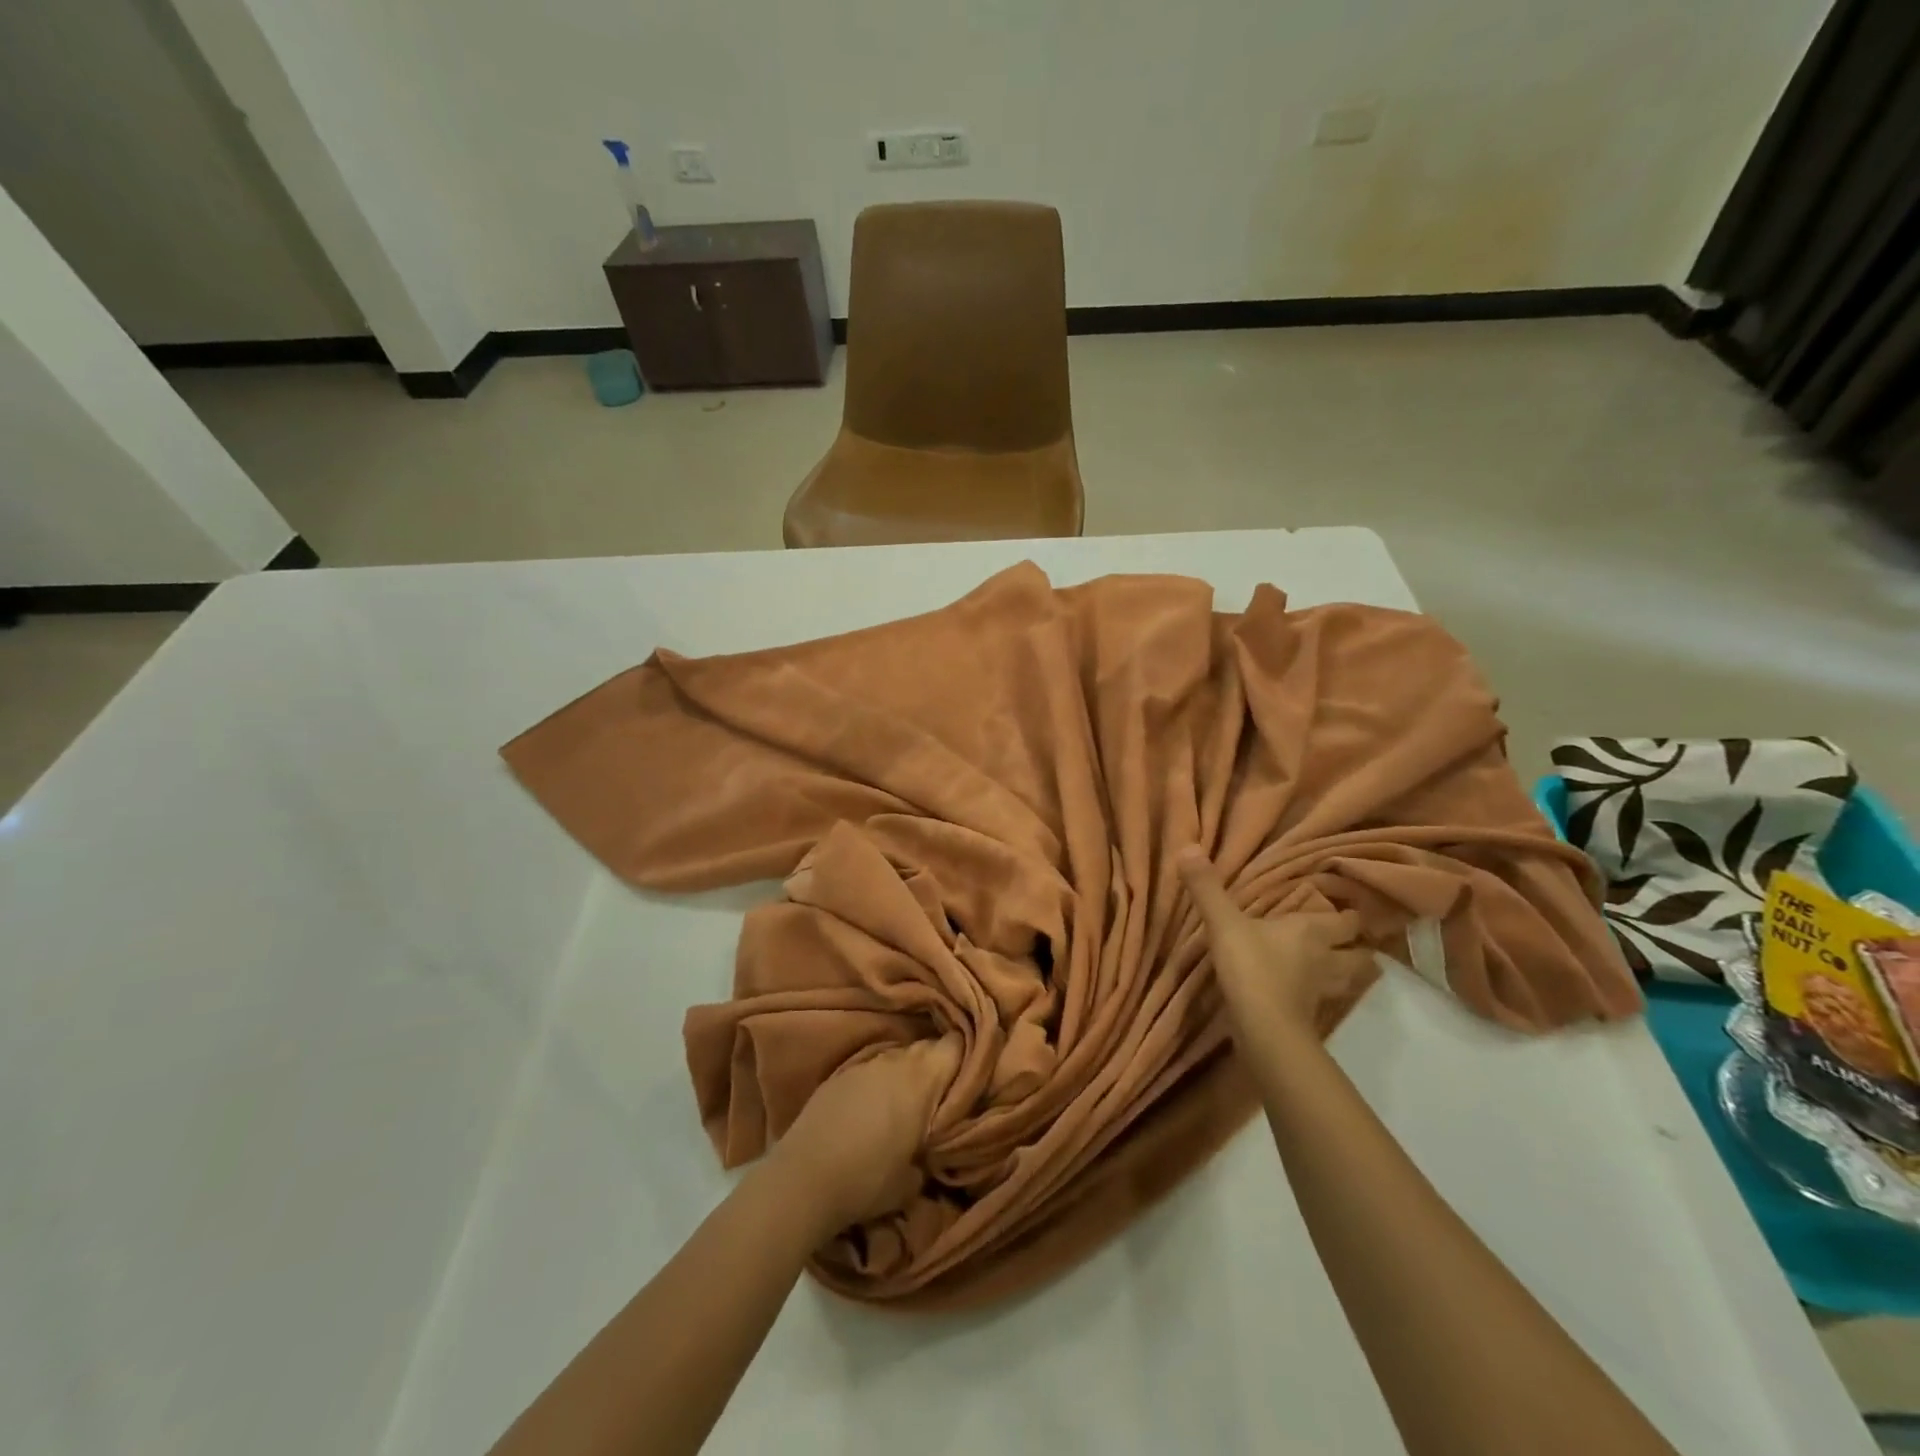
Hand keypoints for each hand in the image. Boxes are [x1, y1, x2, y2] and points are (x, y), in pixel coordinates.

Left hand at [767, 1036, 959, 1239]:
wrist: (803, 1179)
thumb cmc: (868, 1179)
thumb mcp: (915, 1178)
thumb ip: (933, 1149)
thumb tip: (934, 1143)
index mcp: (922, 1079)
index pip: (956, 1045)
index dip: (968, 1055)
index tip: (973, 1073)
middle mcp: (895, 1061)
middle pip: (927, 1048)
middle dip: (938, 1066)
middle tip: (943, 1094)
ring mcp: (865, 1064)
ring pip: (898, 1057)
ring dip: (906, 1074)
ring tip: (907, 1102)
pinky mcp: (839, 1074)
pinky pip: (871, 1068)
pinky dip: (879, 1082)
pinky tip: (872, 1108)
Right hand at [1177, 847, 1374, 1045]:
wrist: (1264, 1030)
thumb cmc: (1252, 968)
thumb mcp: (1224, 923)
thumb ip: (1207, 888)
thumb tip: (1189, 847)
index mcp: (1312, 932)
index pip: (1347, 922)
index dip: (1352, 916)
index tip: (1353, 909)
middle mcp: (1325, 961)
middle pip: (1358, 956)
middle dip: (1356, 949)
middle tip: (1349, 942)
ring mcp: (1319, 993)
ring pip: (1345, 981)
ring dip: (1342, 974)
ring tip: (1330, 967)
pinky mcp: (1308, 1019)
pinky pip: (1321, 1001)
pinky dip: (1317, 996)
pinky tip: (1302, 993)